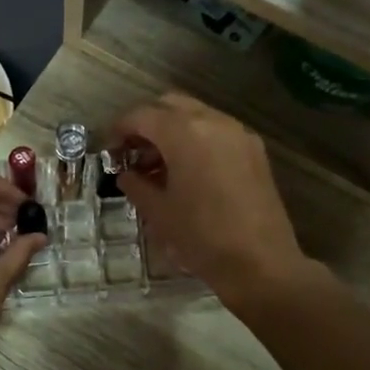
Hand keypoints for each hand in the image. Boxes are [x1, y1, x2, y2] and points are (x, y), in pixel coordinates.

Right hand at [111, 94, 310, 310]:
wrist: (260, 263)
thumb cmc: (201, 237)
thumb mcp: (158, 212)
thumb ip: (136, 184)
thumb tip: (126, 174)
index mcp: (184, 132)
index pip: (142, 115)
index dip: (119, 129)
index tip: (109, 150)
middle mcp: (213, 121)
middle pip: (170, 105)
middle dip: (147, 123)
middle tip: (132, 153)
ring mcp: (238, 133)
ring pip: (196, 115)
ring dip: (172, 131)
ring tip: (157, 166)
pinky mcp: (254, 150)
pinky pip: (217, 132)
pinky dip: (196, 140)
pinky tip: (187, 172)